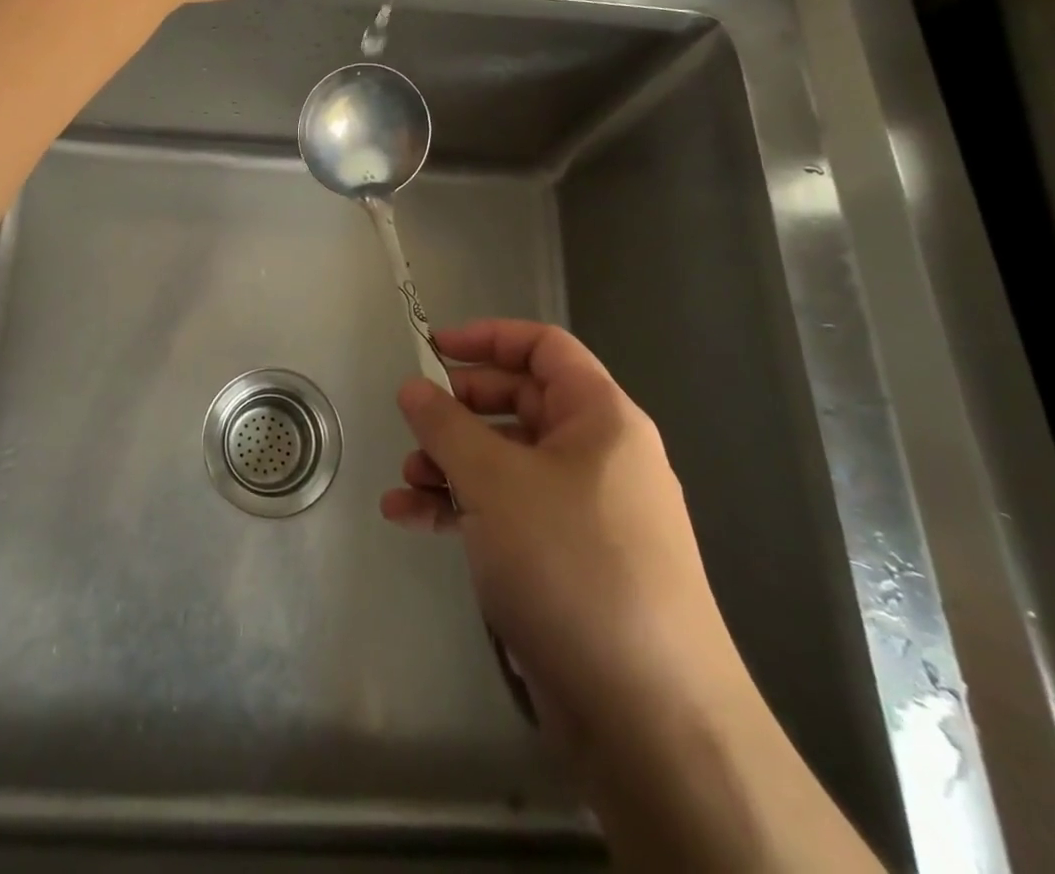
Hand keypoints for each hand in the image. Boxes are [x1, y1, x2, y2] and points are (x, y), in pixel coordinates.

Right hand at [383, 318, 885, 870]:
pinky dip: (461, 508)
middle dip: (459, 410)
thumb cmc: (571, 564)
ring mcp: (583, 511)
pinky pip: (507, 511)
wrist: (649, 717)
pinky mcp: (567, 560)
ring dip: (451, 464)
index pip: (544, 347)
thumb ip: (446, 426)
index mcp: (601, 418)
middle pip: (519, 403)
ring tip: (405, 482)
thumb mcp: (495, 481)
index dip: (487, 337)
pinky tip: (411, 519)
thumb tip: (413, 387)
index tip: (431, 347)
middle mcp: (598, 455)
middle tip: (413, 421)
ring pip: (506, 461)